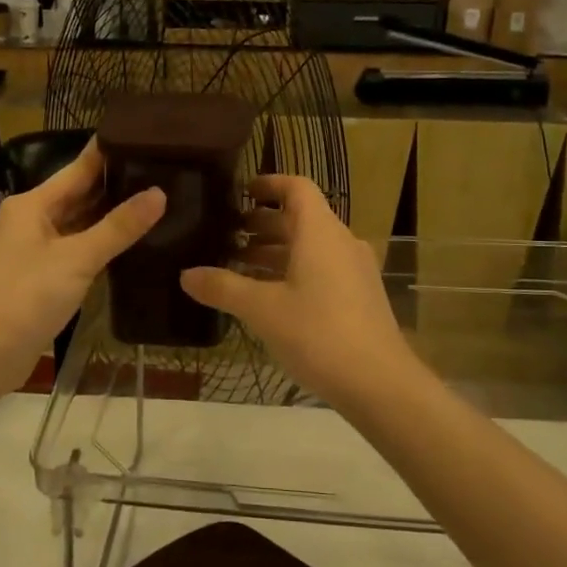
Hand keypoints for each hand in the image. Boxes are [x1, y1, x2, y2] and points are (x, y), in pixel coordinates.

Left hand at [0, 140, 165, 396]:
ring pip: (78, 222)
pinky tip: (130, 239)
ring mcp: (34, 248)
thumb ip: (119, 227)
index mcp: (32, 204)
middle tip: (162, 169)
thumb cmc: (26, 297)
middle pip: (78, 193)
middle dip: (115, 183)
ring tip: (155, 198)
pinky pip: (76, 247)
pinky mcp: (40, 274)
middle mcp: (30, 219)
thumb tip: (159, 193)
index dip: (109, 152)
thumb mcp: (77, 259)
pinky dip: (100, 242)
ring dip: (109, 214)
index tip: (145, 136)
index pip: (78, 168)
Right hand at [180, 175, 420, 408]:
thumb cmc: (318, 333)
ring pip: (311, 246)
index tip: (241, 192)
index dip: (269, 183)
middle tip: (228, 235)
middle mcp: (341, 241)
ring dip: (277, 251)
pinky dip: (294, 271)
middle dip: (264, 223)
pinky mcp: (360, 296)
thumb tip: (187, 275)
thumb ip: (223, 288)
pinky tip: (270, 297)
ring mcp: (355, 270)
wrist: (380, 383)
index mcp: (320, 232)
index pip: (297, 187)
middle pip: (301, 218)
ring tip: (240, 266)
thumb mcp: (262, 310)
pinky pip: (322, 268)